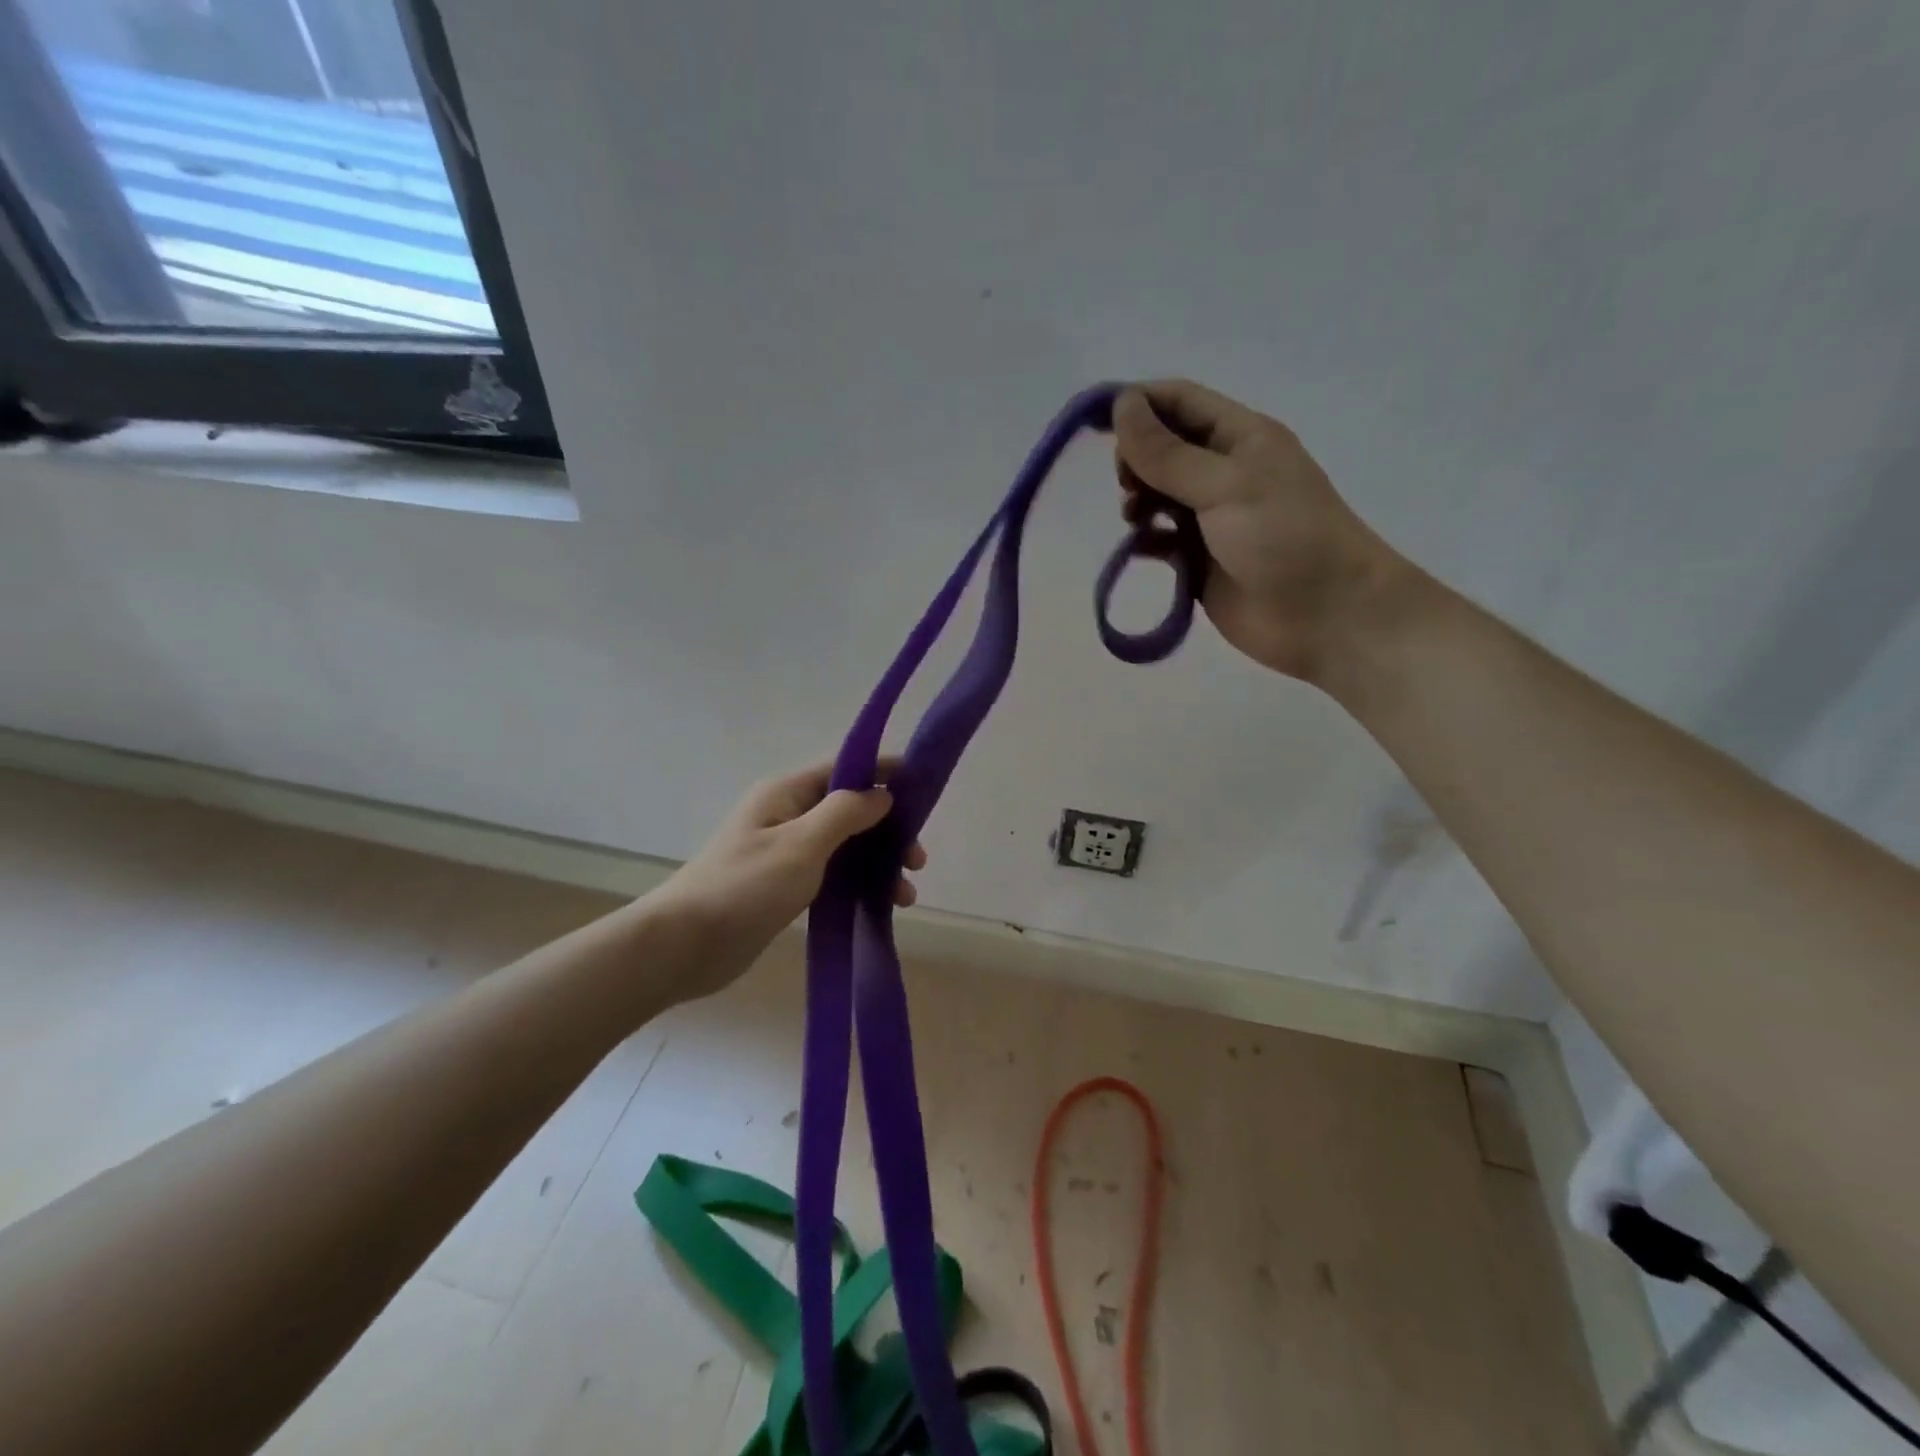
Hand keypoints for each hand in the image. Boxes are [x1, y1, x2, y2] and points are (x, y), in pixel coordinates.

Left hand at [651, 763, 924, 1000]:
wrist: (685, 946)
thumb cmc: (746, 886)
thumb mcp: (802, 844)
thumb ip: (845, 813)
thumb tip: (881, 793)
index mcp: (786, 794)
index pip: (844, 769)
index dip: (883, 773)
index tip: (923, 785)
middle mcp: (787, 816)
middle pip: (850, 811)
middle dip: (888, 831)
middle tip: (918, 860)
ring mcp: (785, 852)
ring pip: (845, 847)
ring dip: (878, 864)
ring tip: (906, 895)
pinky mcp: (784, 886)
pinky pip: (833, 875)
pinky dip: (859, 885)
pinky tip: (881, 905)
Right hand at [1113, 380, 1407, 682]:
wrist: (1325, 615)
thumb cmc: (1283, 536)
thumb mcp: (1224, 485)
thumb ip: (1167, 452)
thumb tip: (1120, 406)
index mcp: (1239, 436)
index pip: (1178, 401)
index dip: (1136, 404)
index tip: (1093, 423)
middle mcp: (1223, 470)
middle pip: (1162, 447)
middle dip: (1135, 458)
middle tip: (1128, 484)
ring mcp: (1211, 517)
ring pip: (1157, 493)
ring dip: (1137, 499)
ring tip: (1136, 518)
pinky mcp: (1199, 559)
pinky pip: (1160, 539)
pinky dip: (1143, 539)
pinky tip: (1139, 547)